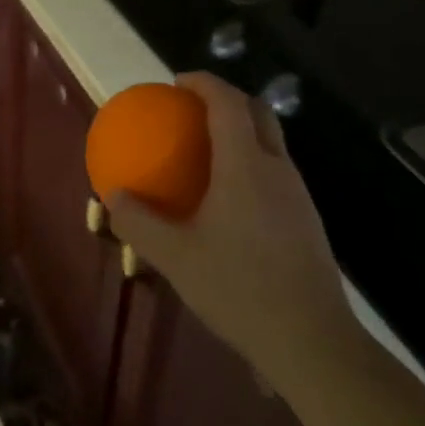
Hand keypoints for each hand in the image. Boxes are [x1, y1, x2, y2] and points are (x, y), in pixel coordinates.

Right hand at [109, 72, 359, 375]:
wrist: (313, 343)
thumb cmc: (239, 289)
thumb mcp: (175, 257)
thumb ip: (138, 223)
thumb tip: (112, 197)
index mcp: (245, 165)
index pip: (228, 102)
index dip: (203, 82)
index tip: (176, 83)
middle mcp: (277, 169)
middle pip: (258, 112)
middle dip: (227, 99)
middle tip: (192, 110)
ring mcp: (298, 195)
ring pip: (271, 143)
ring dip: (241, 132)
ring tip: (206, 153)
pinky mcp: (308, 221)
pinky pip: (276, 172)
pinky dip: (251, 164)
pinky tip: (229, 201)